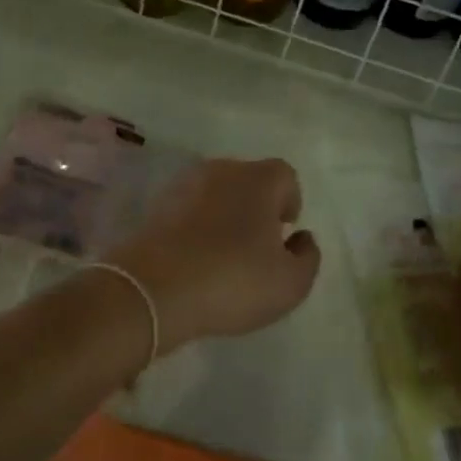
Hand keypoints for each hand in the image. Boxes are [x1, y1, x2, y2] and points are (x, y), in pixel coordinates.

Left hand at [112, 159, 319, 351]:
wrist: (152, 290)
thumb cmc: (233, 280)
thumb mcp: (290, 283)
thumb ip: (307, 257)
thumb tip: (301, 238)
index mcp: (258, 179)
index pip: (285, 175)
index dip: (290, 201)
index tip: (284, 232)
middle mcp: (222, 170)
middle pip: (249, 180)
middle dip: (257, 207)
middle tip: (257, 246)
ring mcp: (184, 185)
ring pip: (216, 193)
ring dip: (224, 216)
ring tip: (224, 255)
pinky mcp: (156, 207)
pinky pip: (188, 211)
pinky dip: (195, 228)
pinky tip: (195, 261)